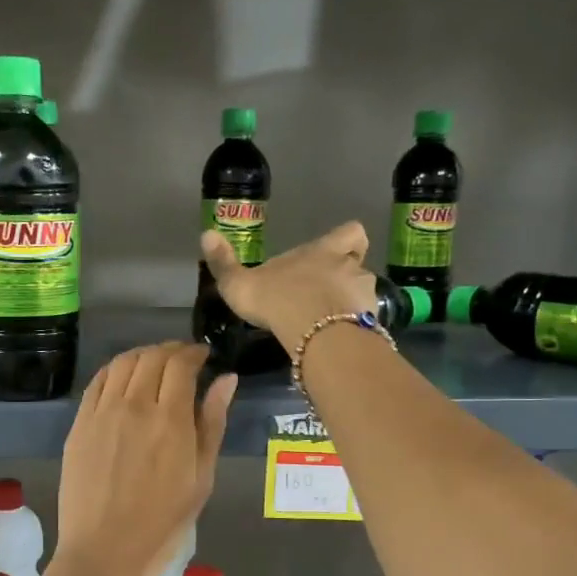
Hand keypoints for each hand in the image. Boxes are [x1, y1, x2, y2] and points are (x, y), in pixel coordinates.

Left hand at [55, 343, 234, 575]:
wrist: (105, 548)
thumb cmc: (163, 520)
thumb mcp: (201, 475)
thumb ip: (213, 422)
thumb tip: (226, 378)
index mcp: (170, 419)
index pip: (180, 364)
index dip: (193, 352)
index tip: (203, 356)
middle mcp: (134, 405)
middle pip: (151, 357)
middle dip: (171, 351)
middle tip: (183, 359)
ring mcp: (101, 412)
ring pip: (123, 363)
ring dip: (143, 355)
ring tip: (155, 364)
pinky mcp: (79, 423)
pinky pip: (98, 382)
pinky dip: (115, 370)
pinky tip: (124, 378)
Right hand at [201, 222, 377, 349]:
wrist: (314, 332)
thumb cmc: (277, 299)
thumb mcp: (240, 283)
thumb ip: (224, 263)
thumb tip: (206, 233)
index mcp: (323, 251)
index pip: (351, 233)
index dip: (347, 240)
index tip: (338, 251)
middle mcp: (349, 267)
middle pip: (360, 265)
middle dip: (347, 279)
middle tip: (327, 296)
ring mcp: (363, 295)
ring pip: (364, 295)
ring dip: (352, 307)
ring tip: (332, 325)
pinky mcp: (370, 323)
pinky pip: (366, 323)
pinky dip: (355, 331)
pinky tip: (338, 342)